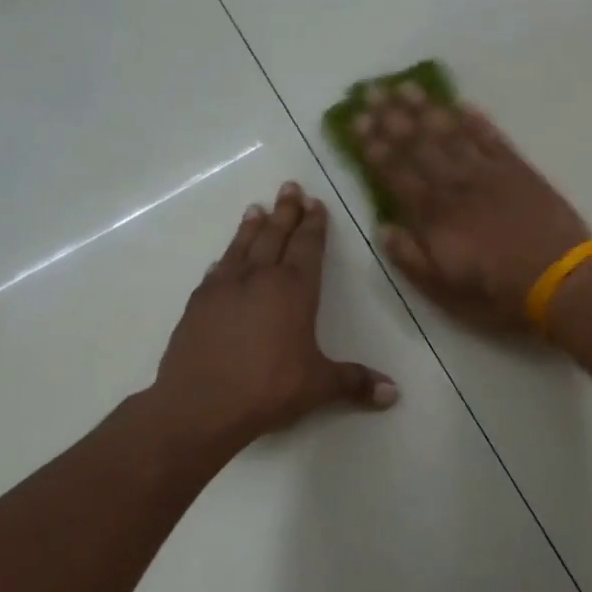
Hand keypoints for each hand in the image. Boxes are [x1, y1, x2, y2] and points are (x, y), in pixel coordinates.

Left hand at [154, 181, 398, 450]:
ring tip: (256, 208)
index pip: (307, 247)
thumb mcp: (319, 386)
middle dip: (285, 212)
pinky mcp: (197, 305)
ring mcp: (224, 289)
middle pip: (274, 236)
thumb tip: (394, 393)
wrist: (201, 404)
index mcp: (294, 290)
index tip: (315, 203)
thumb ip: (355, 383)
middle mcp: (259, 279)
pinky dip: (224, 260)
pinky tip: (223, 259)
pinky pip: (216, 272)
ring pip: (241, 247)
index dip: (313, 224)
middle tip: (289, 187)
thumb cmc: (269, 388)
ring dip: (251, 227)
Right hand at [356, 82, 590, 332]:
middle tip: (372, 91)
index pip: (395, 173)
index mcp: (433, 216)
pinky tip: (461, 104)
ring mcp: (488, 174)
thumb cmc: (497, 293)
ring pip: (451, 133)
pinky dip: (476, 120)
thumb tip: (383, 228)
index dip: (374, 147)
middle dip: (392, 117)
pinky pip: (492, 138)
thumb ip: (410, 258)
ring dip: (427, 109)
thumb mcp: (444, 291)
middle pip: (418, 144)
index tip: (357, 122)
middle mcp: (455, 186)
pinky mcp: (519, 170)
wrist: (559, 280)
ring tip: (406, 87)